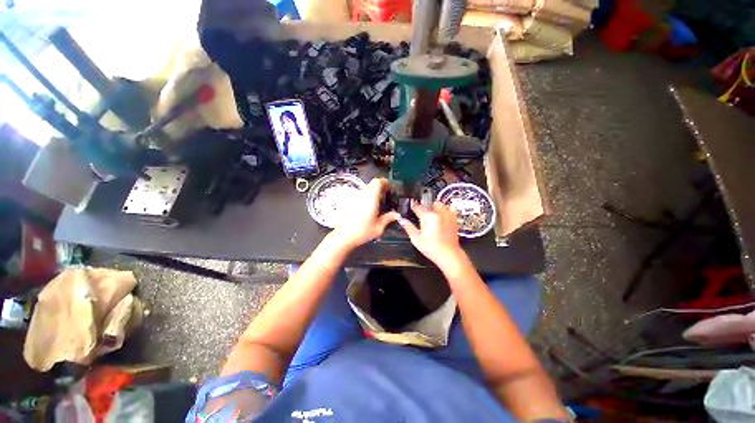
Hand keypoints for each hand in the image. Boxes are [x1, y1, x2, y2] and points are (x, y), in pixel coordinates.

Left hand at [330, 178, 398, 248]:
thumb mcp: (379, 227)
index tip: (390, 187)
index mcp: (371, 197)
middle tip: (387, 196)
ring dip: (373, 193)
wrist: (344, 236)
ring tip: (380, 204)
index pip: (377, 181)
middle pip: (372, 184)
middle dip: (380, 188)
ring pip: (366, 190)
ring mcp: (356, 198)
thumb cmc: (362, 231)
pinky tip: (371, 209)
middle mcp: (363, 195)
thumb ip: (388, 218)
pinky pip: (361, 196)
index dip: (385, 182)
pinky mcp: (351, 203)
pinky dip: (367, 199)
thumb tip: (395, 215)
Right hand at [397, 201, 463, 265]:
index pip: (418, 207)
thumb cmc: (432, 248)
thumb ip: (408, 227)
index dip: (413, 205)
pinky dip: (446, 208)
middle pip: (429, 204)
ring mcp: (447, 215)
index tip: (410, 205)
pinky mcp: (453, 219)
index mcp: (428, 217)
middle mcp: (438, 213)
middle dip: (424, 206)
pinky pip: (451, 208)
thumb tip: (401, 220)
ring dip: (434, 206)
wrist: (449, 255)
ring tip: (430, 212)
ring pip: (440, 204)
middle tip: (420, 212)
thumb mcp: (416, 239)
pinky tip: (442, 213)